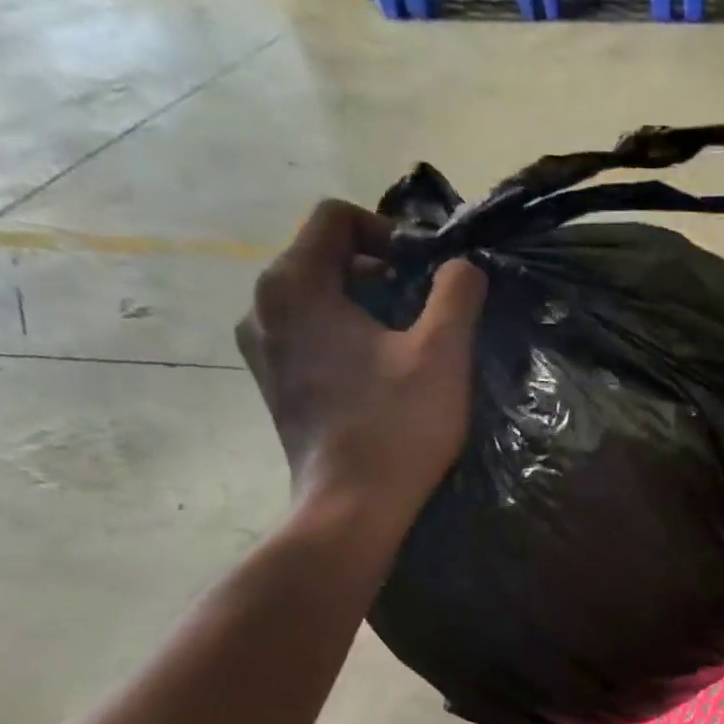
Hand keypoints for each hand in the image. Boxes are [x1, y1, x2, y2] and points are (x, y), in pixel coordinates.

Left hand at [235, 199, 487, 521]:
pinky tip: (377, 376)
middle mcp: (262, 306)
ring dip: (363, 308)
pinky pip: (308, 337)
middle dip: (379, 272)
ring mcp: (261, 349)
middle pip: (324, 258)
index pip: (336, 217)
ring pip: (316, 300)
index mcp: (294, 283)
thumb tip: (462, 265)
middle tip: (425, 311)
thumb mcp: (442, 353)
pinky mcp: (273, 385)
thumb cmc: (397, 426)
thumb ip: (457, 293)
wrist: (353, 507)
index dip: (389, 231)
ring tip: (405, 345)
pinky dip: (343, 339)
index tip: (425, 272)